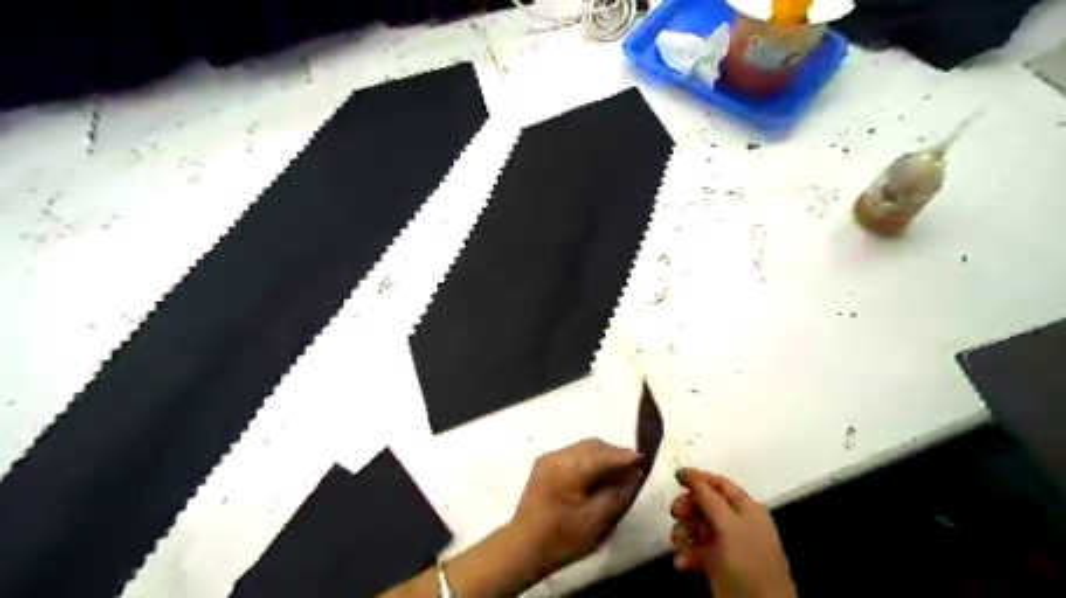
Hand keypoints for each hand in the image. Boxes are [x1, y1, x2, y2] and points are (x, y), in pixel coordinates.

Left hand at [507, 439, 639, 575]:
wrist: (522, 547)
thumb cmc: (562, 538)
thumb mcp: (597, 520)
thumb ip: (618, 493)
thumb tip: (634, 473)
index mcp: (569, 469)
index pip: (605, 454)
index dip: (626, 456)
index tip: (645, 460)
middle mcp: (558, 456)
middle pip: (594, 445)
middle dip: (615, 454)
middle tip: (632, 469)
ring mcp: (549, 458)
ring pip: (583, 447)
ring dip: (602, 456)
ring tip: (615, 474)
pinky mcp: (544, 464)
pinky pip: (573, 453)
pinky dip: (588, 460)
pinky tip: (595, 476)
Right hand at [668, 466, 793, 597]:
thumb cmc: (747, 563)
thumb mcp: (729, 525)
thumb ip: (708, 497)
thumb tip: (687, 472)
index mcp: (746, 509)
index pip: (720, 484)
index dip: (698, 478)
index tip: (675, 477)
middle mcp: (736, 524)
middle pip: (704, 505)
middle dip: (687, 508)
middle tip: (676, 513)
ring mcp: (726, 546)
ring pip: (696, 528)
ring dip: (683, 533)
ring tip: (680, 544)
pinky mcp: (716, 566)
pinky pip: (695, 551)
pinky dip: (686, 554)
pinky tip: (682, 563)